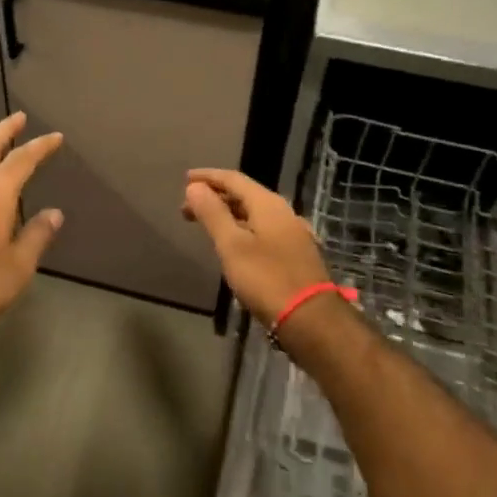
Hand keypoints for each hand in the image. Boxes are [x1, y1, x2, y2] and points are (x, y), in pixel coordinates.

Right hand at [181, 169, 331, 327]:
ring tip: (206, 224)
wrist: (311, 319)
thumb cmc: (266, 278)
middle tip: (187, 208)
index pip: (233, 179)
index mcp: (268, 204)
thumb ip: (213, 213)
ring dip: (228, 213)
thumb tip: (195, 186)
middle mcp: (283, 212)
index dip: (208, 177)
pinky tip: (233, 243)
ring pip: (254, 213)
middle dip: (215, 197)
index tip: (185, 179)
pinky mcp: (295, 253)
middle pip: (244, 195)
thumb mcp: (232, 245)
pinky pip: (262, 229)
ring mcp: (292, 233)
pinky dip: (242, 228)